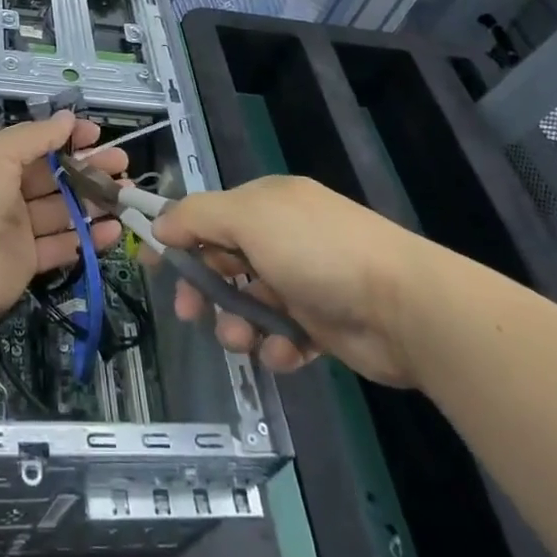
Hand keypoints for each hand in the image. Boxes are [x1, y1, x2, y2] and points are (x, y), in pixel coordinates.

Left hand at [0, 112, 126, 330]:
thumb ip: (35, 135)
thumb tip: (67, 117)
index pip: (34, 143)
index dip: (65, 137)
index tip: (96, 135)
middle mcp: (2, 191)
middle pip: (53, 175)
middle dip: (88, 167)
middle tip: (122, 164)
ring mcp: (15, 227)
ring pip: (61, 209)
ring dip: (93, 201)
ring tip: (127, 195)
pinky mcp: (26, 260)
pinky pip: (62, 244)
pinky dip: (88, 238)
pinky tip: (114, 230)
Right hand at [152, 175, 444, 386]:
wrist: (404, 307)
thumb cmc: (317, 251)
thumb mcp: (248, 219)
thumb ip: (197, 217)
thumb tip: (159, 223)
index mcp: (267, 204)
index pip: (208, 216)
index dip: (178, 238)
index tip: (152, 265)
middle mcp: (283, 237)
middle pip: (223, 262)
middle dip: (204, 289)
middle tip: (190, 313)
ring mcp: (304, 281)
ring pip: (248, 303)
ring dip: (238, 323)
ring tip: (246, 339)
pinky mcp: (322, 323)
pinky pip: (280, 335)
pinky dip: (275, 346)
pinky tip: (285, 352)